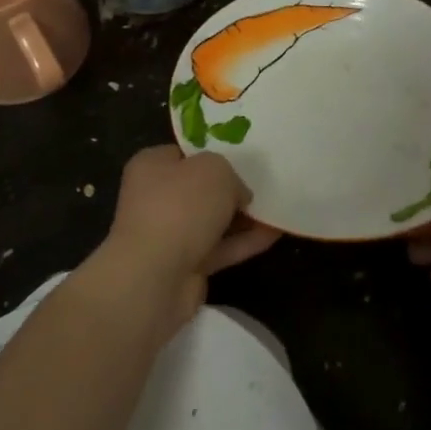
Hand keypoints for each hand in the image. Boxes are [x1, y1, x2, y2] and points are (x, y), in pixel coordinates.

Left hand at [90, 146, 279, 333]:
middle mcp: (156, 198)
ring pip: (212, 220)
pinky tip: (275, 233)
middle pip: (201, 188)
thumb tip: (237, 194)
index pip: (185, 153)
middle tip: (266, 181)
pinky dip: (245, 242)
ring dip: (243, 216)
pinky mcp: (185, 266)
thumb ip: (231, 174)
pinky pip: (221, 248)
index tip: (243, 155)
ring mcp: (169, 234)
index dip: (213, 152)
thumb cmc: (180, 207)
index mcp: (152, 166)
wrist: (155, 277)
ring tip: (278, 206)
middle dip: (232, 187)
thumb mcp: (215, 169)